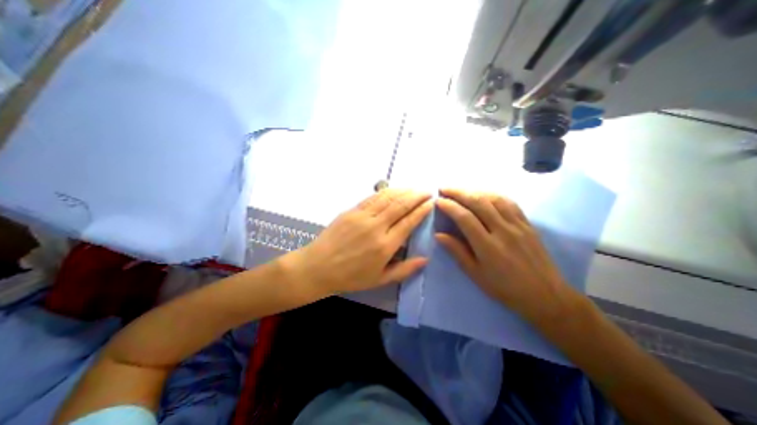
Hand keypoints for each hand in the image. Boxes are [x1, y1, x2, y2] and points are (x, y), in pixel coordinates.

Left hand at [284, 189, 434, 294]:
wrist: (318, 267)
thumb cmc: (351, 276)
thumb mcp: (380, 279)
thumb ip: (404, 270)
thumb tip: (425, 259)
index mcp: (385, 246)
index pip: (408, 222)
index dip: (421, 210)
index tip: (431, 203)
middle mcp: (376, 227)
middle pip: (401, 205)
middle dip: (416, 196)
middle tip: (427, 191)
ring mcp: (362, 216)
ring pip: (387, 198)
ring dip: (403, 191)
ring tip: (414, 189)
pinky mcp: (351, 210)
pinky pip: (372, 197)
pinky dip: (386, 192)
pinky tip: (393, 190)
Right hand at [435, 187, 576, 321]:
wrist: (545, 295)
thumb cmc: (504, 288)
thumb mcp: (475, 274)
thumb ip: (457, 252)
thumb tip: (438, 235)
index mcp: (487, 246)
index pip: (464, 218)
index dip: (449, 206)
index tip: (438, 201)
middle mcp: (503, 231)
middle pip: (478, 203)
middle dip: (458, 192)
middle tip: (444, 188)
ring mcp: (518, 225)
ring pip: (494, 199)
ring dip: (474, 191)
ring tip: (461, 190)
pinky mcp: (528, 224)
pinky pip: (510, 203)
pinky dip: (494, 195)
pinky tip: (484, 194)